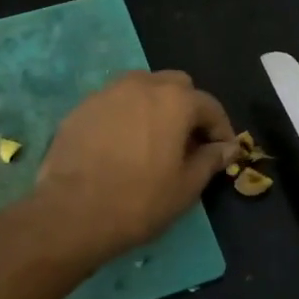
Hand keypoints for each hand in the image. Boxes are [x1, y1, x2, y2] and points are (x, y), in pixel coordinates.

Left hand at [34, 71, 237, 265]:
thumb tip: (227, 147)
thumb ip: (210, 159)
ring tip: (154, 141)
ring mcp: (107, 93)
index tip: (222, 151)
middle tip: (187, 142)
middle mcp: (142, 85)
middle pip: (176, 86)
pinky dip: (126, 117)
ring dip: (156, 107)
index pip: (209, 106)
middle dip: (188, 109)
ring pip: (142, 89)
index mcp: (175, 100)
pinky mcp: (81, 108)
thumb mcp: (186, 186)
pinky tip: (122, 146)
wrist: (71, 213)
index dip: (221, 129)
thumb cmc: (139, 201)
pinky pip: (114, 104)